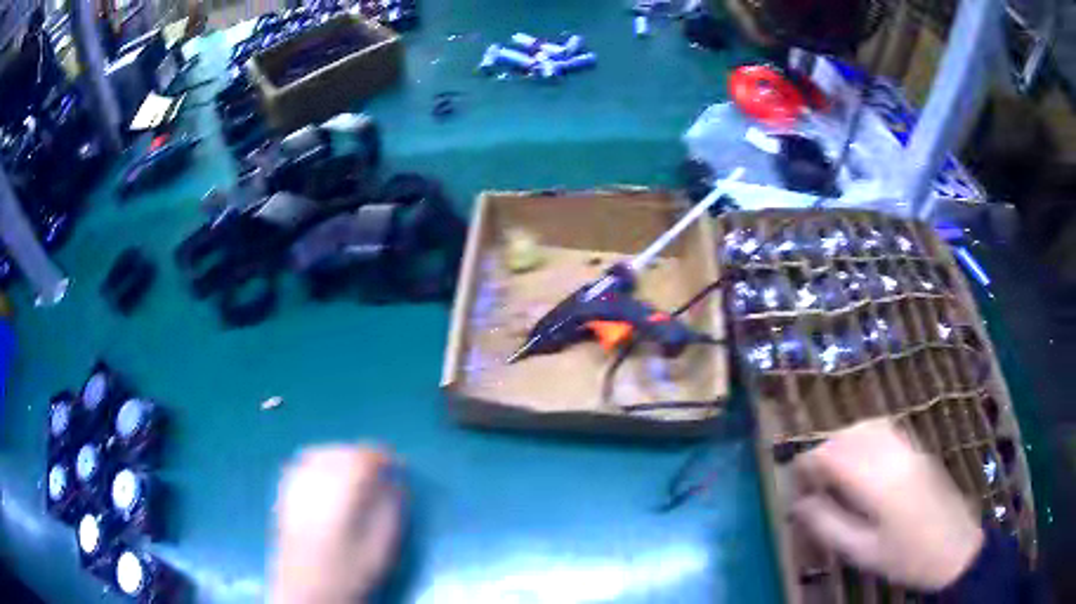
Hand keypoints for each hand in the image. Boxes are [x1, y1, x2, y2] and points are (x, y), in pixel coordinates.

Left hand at [269, 445, 402, 603]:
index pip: (362, 458)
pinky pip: (300, 464)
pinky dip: (317, 462)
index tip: (399, 467)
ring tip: (356, 472)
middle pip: (338, 451)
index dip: (383, 457)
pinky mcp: (283, 496)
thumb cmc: (348, 574)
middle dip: (362, 455)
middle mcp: (313, 483)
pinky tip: (327, 477)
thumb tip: (396, 484)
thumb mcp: (381, 548)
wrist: (306, 594)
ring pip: (318, 453)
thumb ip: (390, 511)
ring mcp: (294, 487)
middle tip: (380, 471)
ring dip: (340, 456)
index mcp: (339, 494)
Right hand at [792, 419, 983, 590]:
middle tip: (809, 478)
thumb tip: (799, 505)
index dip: (809, 462)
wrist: (955, 548)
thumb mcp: (864, 551)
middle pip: (850, 435)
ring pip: (868, 426)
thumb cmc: (907, 558)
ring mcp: (910, 448)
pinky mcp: (918, 450)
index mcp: (880, 482)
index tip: (795, 479)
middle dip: (824, 450)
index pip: (835, 455)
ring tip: (830, 467)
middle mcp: (894, 455)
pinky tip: (860, 456)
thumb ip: (830, 525)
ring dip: (844, 440)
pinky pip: (886, 429)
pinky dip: (864, 435)